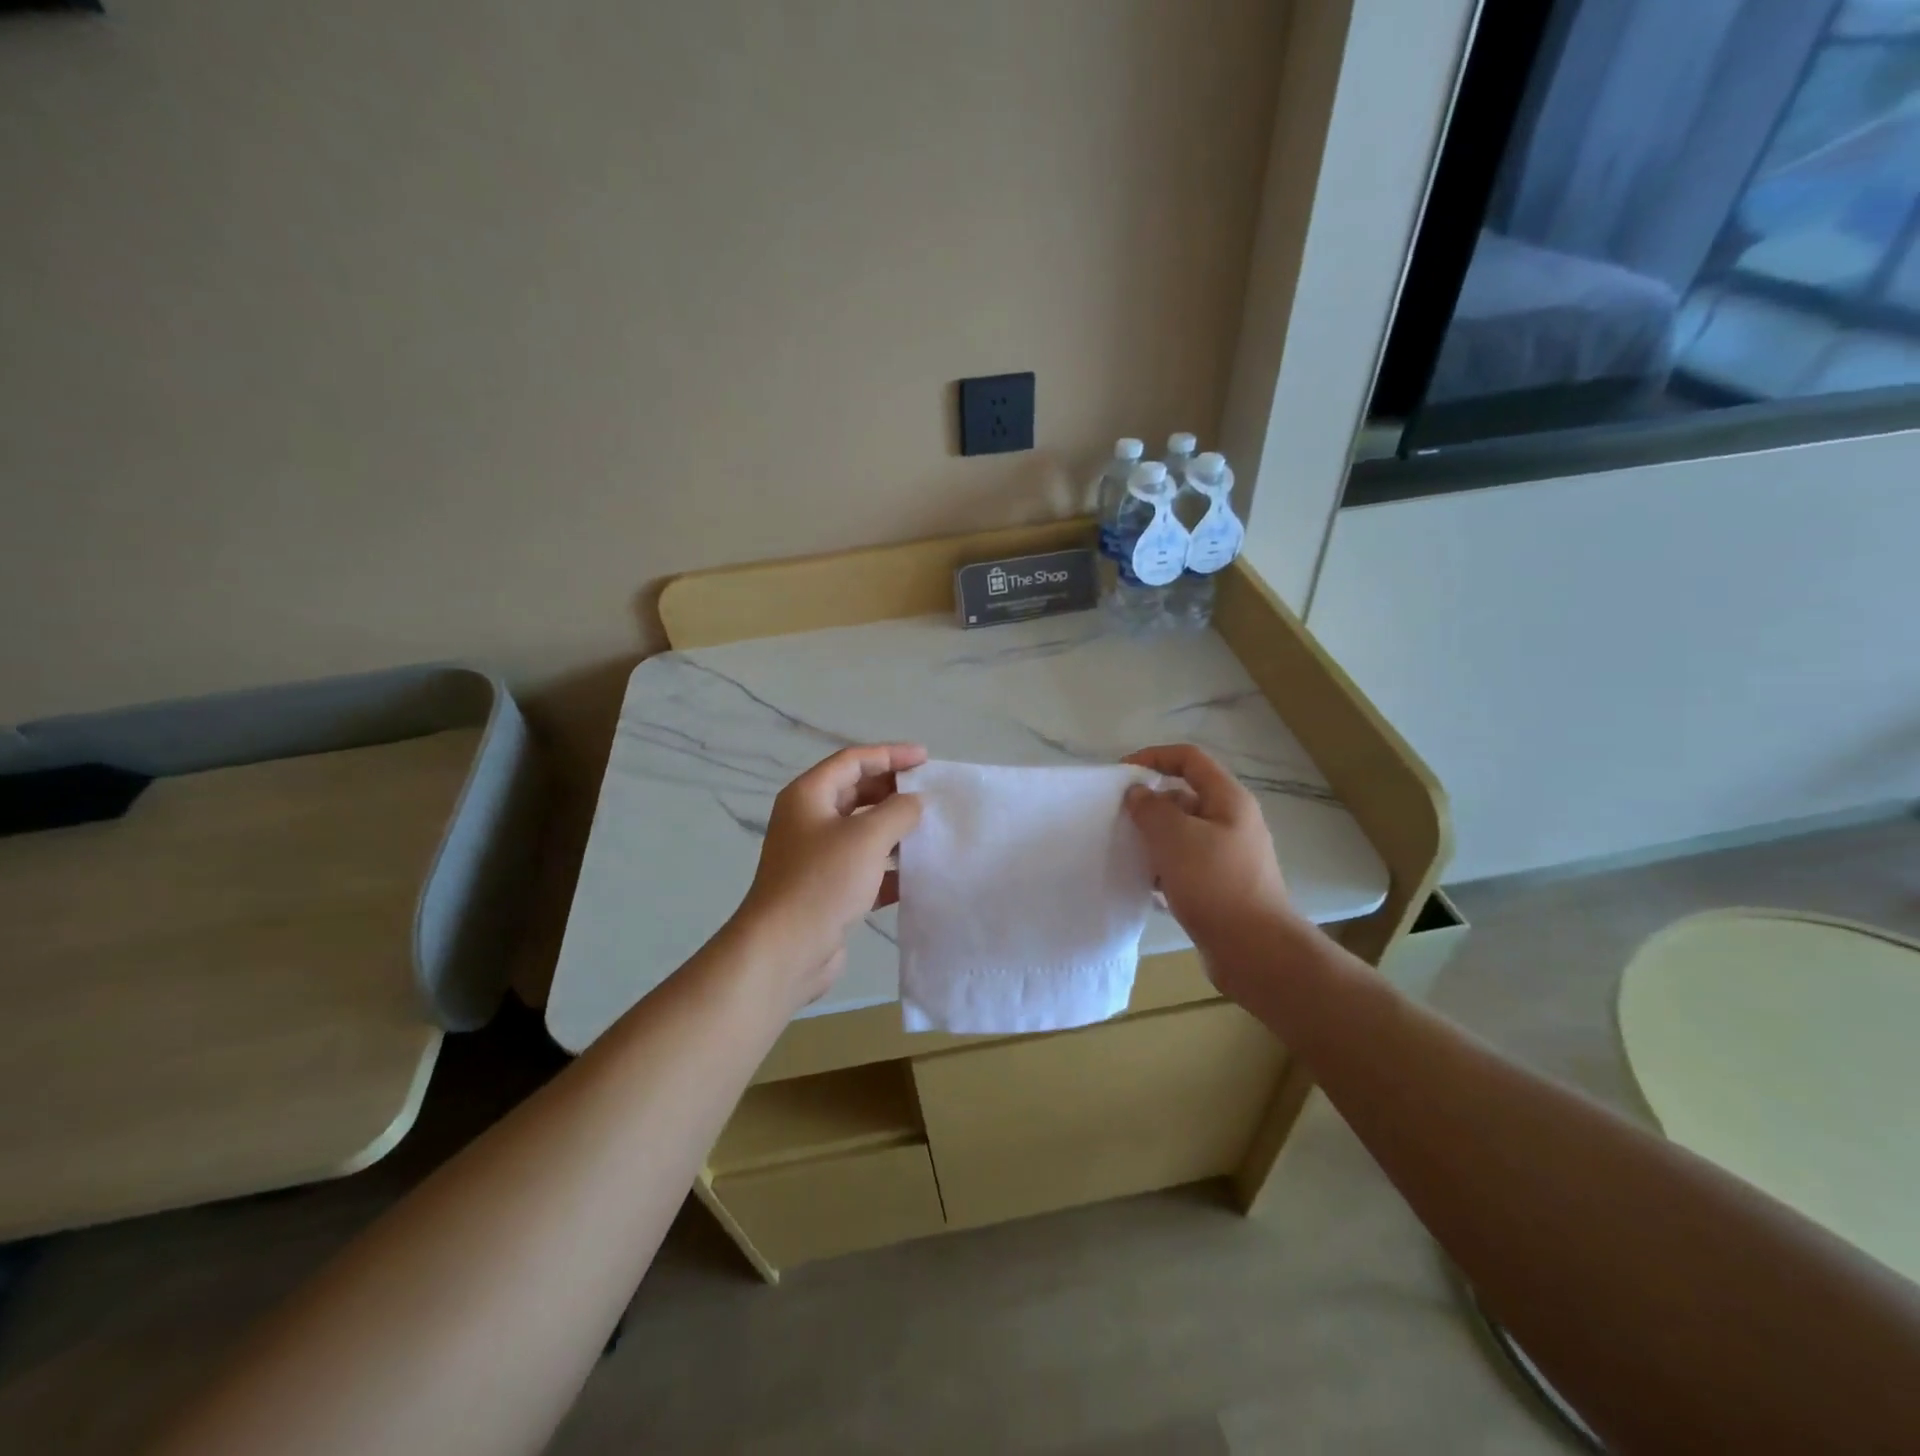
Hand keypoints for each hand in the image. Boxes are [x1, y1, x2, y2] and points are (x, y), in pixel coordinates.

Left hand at [733, 743, 925, 1006]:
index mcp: (809, 796)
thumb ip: (898, 811)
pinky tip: (917, 874)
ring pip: (862, 832)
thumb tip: (915, 803)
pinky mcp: (827, 890)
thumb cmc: (823, 881)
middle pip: (856, 793)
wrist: (785, 950)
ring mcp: (816, 857)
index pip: (853, 761)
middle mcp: (809, 820)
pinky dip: (889, 867)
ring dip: (894, 830)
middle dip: (893, 791)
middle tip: (930, 795)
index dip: (890, 754)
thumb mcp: (867, 837)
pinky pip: (864, 867)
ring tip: (931, 831)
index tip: (926, 759)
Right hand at [1122, 743, 1294, 960]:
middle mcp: (1232, 821)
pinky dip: (1163, 867)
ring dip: (1154, 838)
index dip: (1153, 757)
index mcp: (1228, 800)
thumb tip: (1138, 794)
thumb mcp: (1175, 838)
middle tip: (1118, 819)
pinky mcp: (1221, 885)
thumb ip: (1151, 809)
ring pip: (1182, 833)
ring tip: (1126, 852)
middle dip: (1149, 804)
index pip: (1189, 759)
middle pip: (1184, 796)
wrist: (1255, 951)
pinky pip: (1185, 864)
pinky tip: (1144, 884)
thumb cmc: (1216, 884)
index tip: (1121, 774)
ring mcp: (1228, 855)